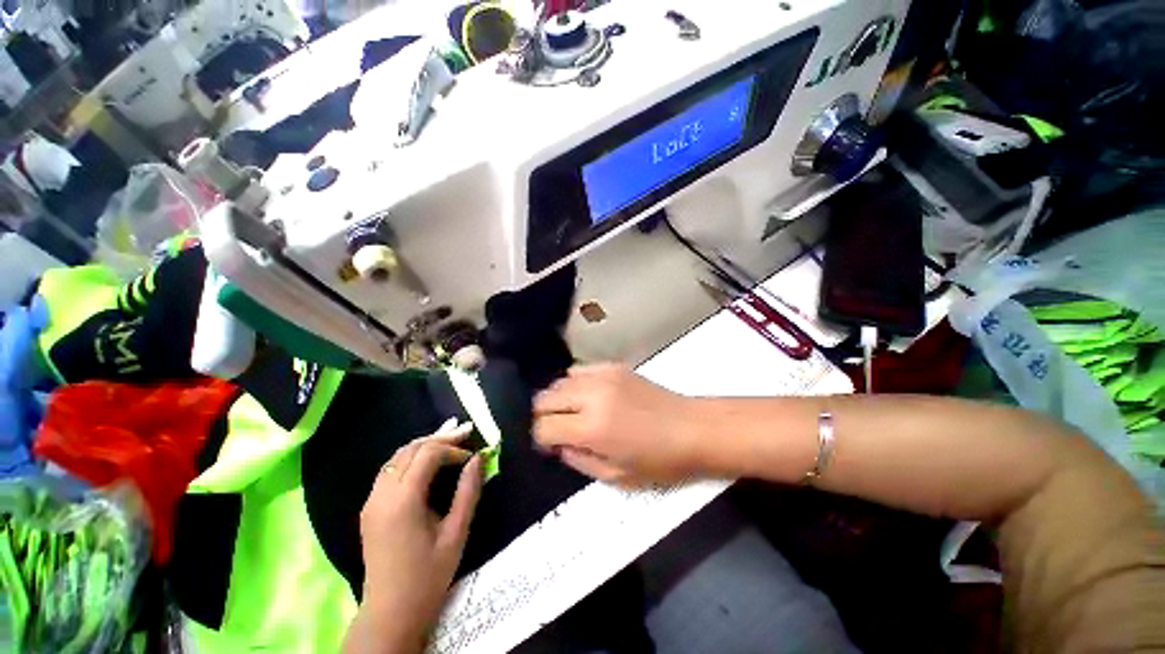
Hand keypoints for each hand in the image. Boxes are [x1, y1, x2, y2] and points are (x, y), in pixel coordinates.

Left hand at [347, 420, 482, 653]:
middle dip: (440, 437)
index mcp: (403, 501)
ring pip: (397, 456)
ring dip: (424, 444)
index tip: (472, 456)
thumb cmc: (428, 576)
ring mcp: (371, 501)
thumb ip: (468, 492)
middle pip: (410, 449)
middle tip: (465, 431)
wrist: (390, 613)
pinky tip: (427, 459)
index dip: (453, 449)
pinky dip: (411, 457)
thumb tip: (478, 458)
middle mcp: (382, 494)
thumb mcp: (456, 533)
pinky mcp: (369, 508)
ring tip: (450, 436)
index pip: (427, 454)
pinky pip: (390, 470)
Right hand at [532, 364, 701, 485]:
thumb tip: (558, 445)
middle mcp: (591, 395)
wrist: (691, 428)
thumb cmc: (658, 461)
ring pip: (559, 381)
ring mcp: (603, 375)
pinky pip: (579, 370)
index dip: (541, 440)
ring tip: (574, 413)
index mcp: (592, 427)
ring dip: (558, 399)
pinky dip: (575, 384)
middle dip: (544, 417)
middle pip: (543, 398)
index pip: (543, 427)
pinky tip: (589, 396)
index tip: (551, 446)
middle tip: (559, 430)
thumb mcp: (615, 475)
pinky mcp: (613, 366)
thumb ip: (578, 460)